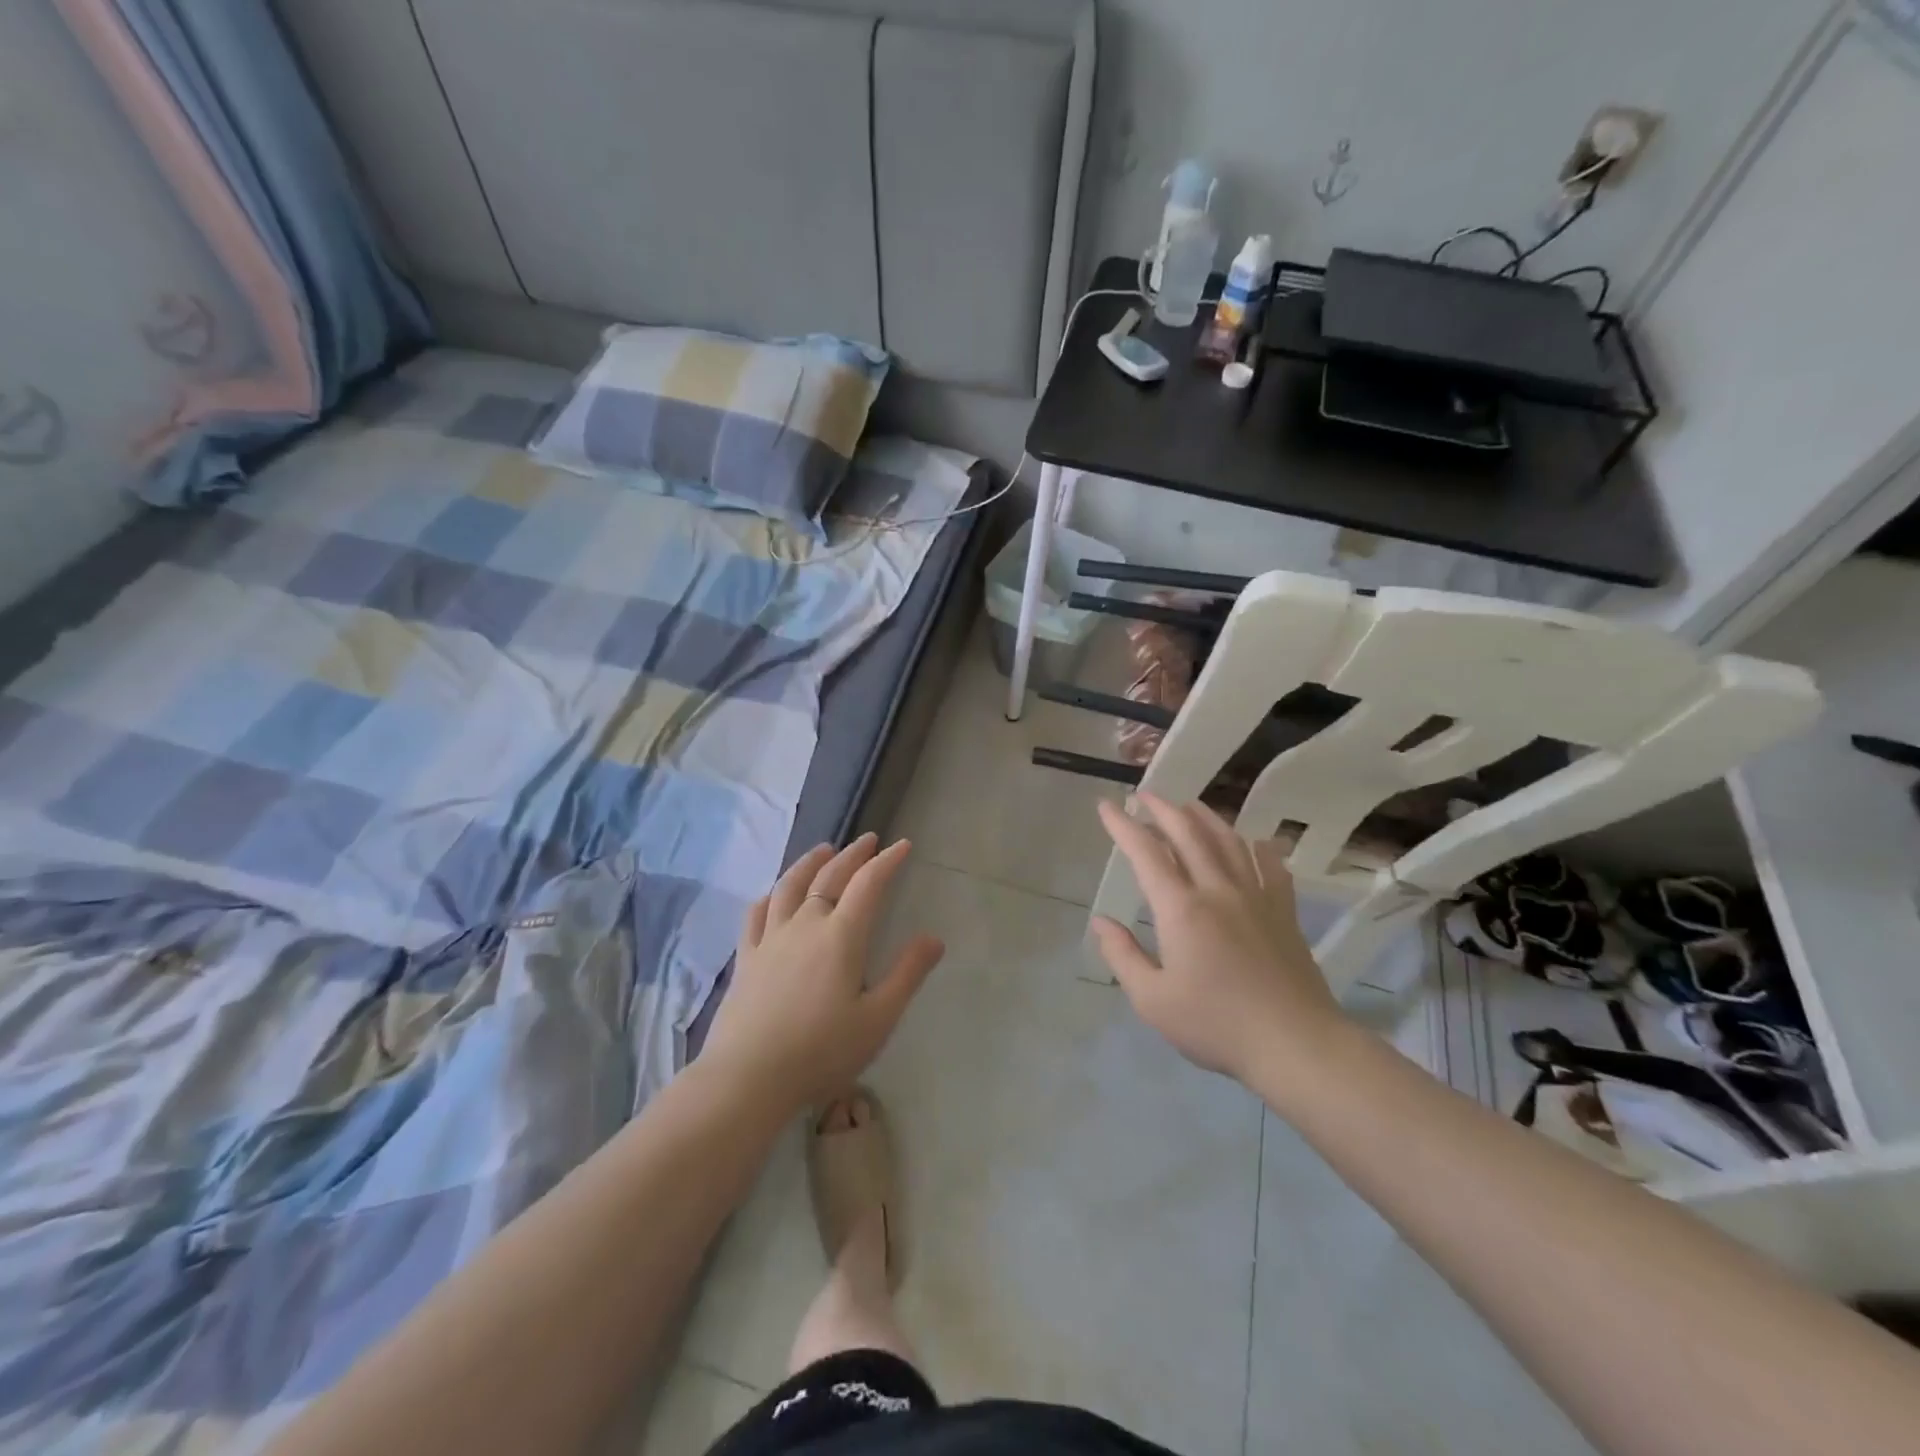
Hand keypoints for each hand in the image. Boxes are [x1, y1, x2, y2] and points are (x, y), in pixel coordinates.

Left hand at [705, 833, 944, 1113]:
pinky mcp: (746, 958)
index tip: (903, 845)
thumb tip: (934, 938)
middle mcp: (805, 925)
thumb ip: (907, 974)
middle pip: (830, 877)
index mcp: (841, 936)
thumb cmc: (821, 1052)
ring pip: (790, 886)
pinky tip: (773, 893)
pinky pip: (756, 914)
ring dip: (810, 863)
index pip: (868, 884)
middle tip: (868, 840)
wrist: (748, 1078)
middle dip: (853, 855)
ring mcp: (771, 939)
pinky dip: (769, 895)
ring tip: (823, 850)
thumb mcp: (878, 1019)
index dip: (887, 861)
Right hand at [1092, 793, 1345, 1085]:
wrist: (1295, 1044)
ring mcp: (1256, 896)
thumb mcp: (1153, 1000)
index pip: (1146, 853)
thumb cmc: (1216, 1025)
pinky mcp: (1283, 911)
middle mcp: (1217, 890)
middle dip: (1162, 809)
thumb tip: (1100, 921)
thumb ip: (1123, 956)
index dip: (1123, 825)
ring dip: (1205, 817)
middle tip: (1144, 795)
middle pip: (1188, 833)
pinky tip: (1252, 841)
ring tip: (1188, 805)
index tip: (1107, 805)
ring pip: (1229, 840)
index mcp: (1181, 909)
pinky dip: (1257, 846)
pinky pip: (1271, 865)